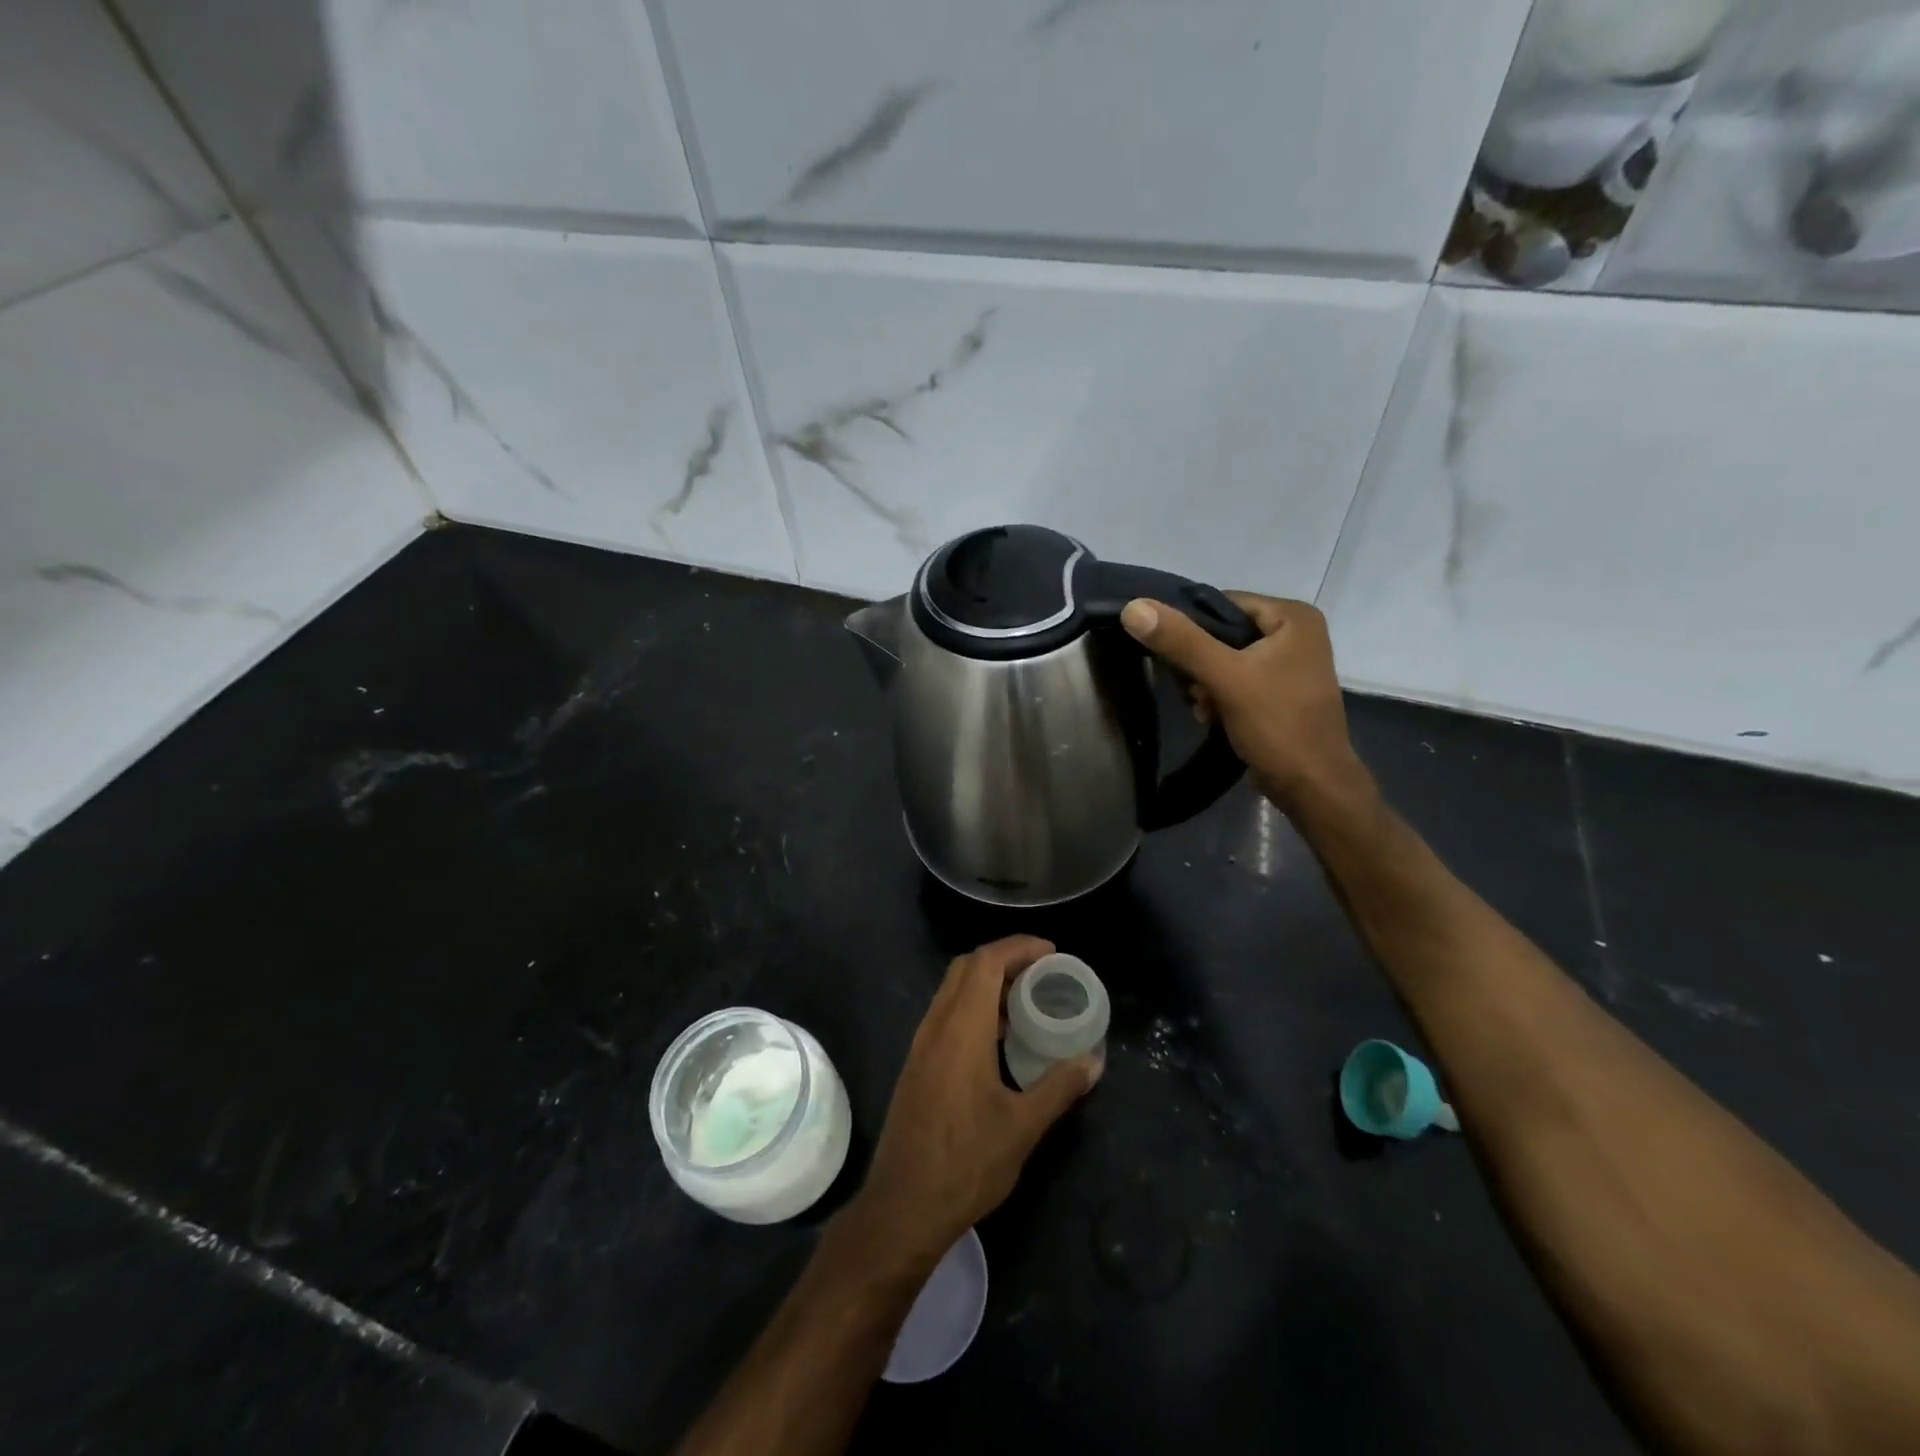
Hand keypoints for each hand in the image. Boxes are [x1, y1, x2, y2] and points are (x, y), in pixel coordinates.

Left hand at [846, 936, 1099, 1270]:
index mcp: (961, 1029)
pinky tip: (998, 1035)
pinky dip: (973, 1005)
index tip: (1051, 951)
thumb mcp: (1022, 1127)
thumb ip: (1059, 1087)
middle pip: (966, 967)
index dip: (1018, 947)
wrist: (903, 1205)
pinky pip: (946, 1013)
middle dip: (1004, 958)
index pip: (986, 962)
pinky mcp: (917, 1063)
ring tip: (1025, 998)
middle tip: (1041, 970)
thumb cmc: (966, 1163)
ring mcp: (922, 1044)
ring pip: (952, 989)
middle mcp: (936, 1025)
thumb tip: (1093, 1062)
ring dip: (987, 981)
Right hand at [1120, 592, 1371, 814]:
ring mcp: (1290, 664)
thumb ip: (1181, 641)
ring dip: (1206, 684)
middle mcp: (1296, 633)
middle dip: (1199, 664)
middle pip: (1224, 633)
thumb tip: (1133, 608)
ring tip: (1203, 708)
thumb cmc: (1276, 725)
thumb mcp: (1225, 678)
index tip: (1171, 658)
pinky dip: (1220, 696)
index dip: (1191, 627)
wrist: (1312, 786)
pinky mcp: (1281, 692)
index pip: (1223, 603)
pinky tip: (1212, 717)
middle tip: (1192, 691)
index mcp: (1293, 617)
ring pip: (1226, 659)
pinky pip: (1238, 680)